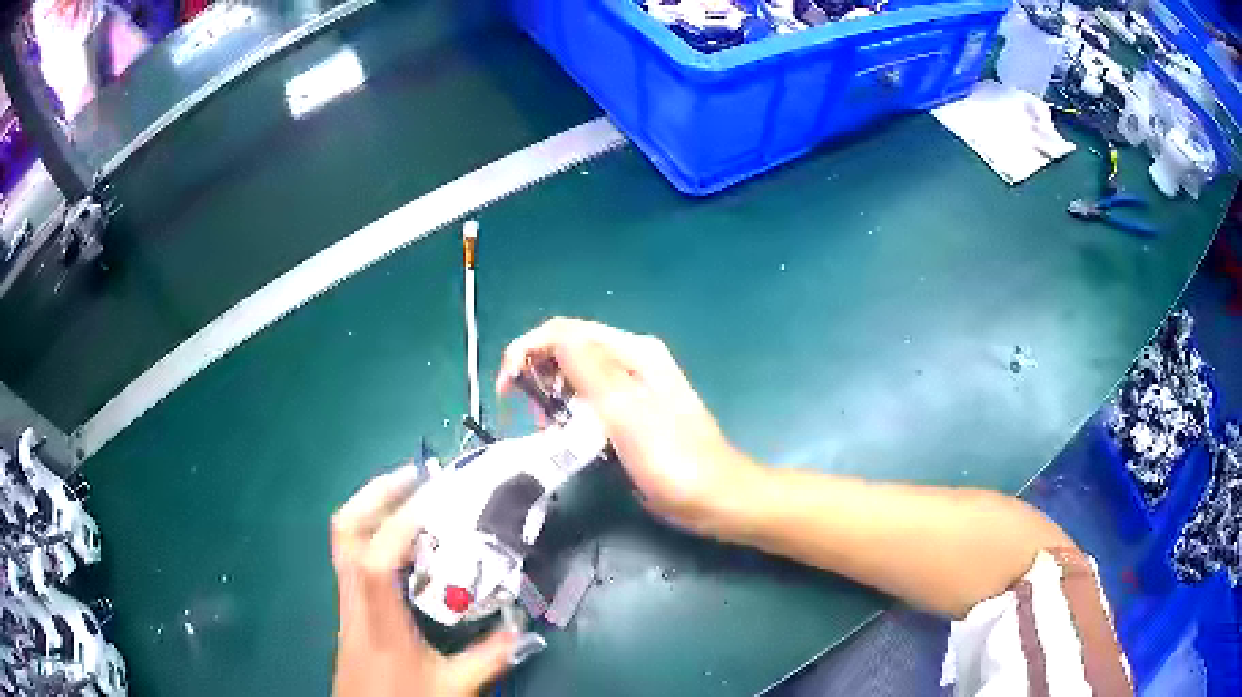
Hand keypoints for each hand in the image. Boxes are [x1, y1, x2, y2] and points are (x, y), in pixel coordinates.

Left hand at [331, 466, 515, 696]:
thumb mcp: (452, 688)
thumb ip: (488, 659)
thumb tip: (523, 630)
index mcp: (380, 621)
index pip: (377, 560)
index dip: (400, 523)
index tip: (435, 497)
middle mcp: (355, 601)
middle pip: (345, 532)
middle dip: (376, 494)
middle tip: (415, 476)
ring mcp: (346, 601)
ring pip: (343, 539)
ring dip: (372, 507)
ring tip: (410, 494)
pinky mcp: (348, 607)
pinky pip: (352, 554)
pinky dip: (373, 531)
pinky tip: (403, 541)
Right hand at [497, 318, 760, 533]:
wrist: (717, 498)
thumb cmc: (674, 461)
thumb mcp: (627, 414)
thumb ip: (589, 371)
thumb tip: (551, 337)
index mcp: (633, 352)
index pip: (566, 331)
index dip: (528, 351)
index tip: (506, 389)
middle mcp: (633, 360)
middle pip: (569, 350)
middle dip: (539, 374)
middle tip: (532, 416)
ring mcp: (634, 387)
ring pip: (577, 376)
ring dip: (553, 396)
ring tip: (550, 429)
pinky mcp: (633, 412)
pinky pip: (590, 400)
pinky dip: (571, 412)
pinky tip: (570, 436)